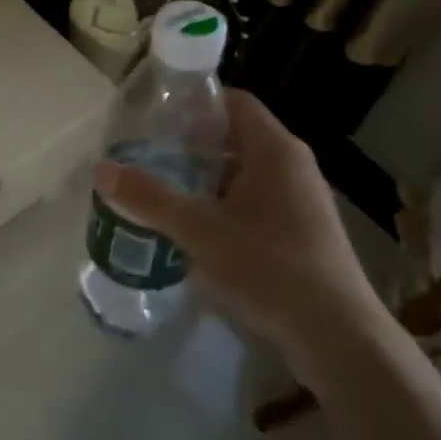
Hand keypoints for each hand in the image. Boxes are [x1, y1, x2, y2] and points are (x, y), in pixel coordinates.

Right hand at [92, 89, 387, 383]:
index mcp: (275, 149)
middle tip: (147, 155)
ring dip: (205, 180)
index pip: (232, 101)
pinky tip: (195, 231)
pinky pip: (255, 204)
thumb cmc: (270, 267)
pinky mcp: (302, 234)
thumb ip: (150, 198)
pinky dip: (223, 207)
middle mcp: (293, 166)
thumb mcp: (200, 230)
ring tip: (161, 191)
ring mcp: (301, 201)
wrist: (339, 337)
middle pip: (234, 138)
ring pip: (243, 174)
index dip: (194, 104)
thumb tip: (101, 169)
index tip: (154, 118)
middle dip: (190, 146)